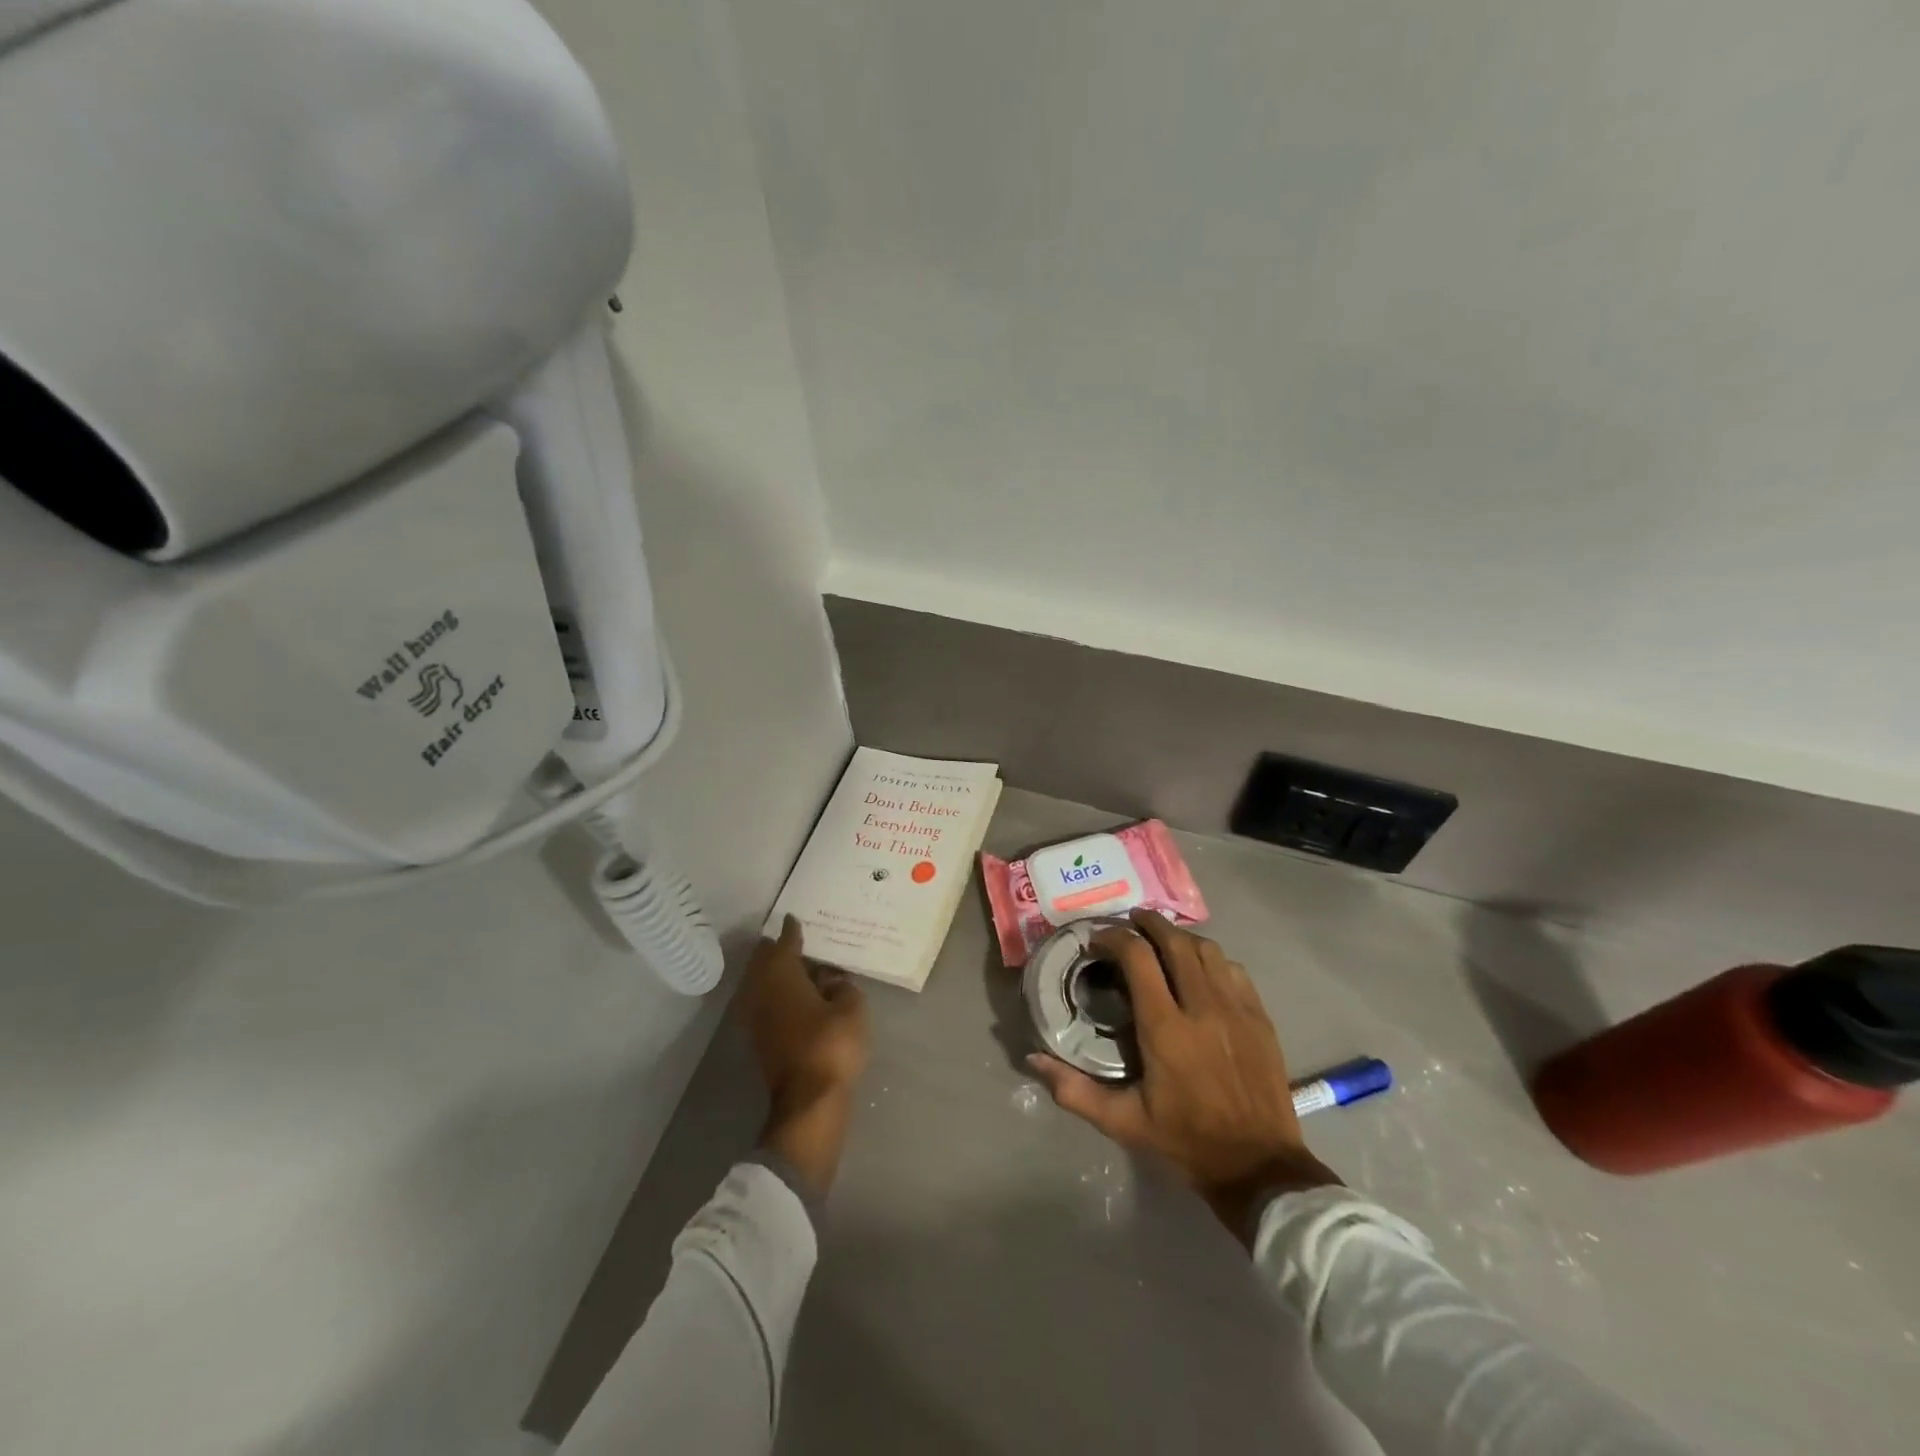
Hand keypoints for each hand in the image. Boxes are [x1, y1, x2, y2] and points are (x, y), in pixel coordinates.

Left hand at [736, 915, 869, 1197]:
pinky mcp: (759, 1039)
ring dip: (775, 973)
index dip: (792, 930)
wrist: (808, 1101)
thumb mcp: (852, 1008)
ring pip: (761, 983)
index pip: (784, 943)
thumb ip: (843, 986)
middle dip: (777, 949)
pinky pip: (764, 1002)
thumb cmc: (831, 1045)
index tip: (794, 919)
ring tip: (799, 968)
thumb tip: (831, 980)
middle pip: (764, 961)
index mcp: (782, 975)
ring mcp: (756, 1017)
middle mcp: (761, 991)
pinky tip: (796, 996)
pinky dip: (776, 994)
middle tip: (797, 941)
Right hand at [1028, 910, 1339, 1245]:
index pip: (1137, 957)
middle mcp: (1202, 1007)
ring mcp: (1236, 1008)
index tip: (1098, 940)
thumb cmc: (1185, 1140)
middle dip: (1147, 923)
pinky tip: (1199, 968)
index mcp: (1165, 1029)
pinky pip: (1233, 968)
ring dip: (1179, 937)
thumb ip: (1074, 1090)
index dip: (1114, 938)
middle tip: (1128, 922)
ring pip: (1206, 948)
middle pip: (1174, 941)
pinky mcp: (1259, 1016)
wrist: (1259, 1167)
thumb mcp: (1123, 1122)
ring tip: (1161, 940)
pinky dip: (1211, 958)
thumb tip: (1033, 1058)